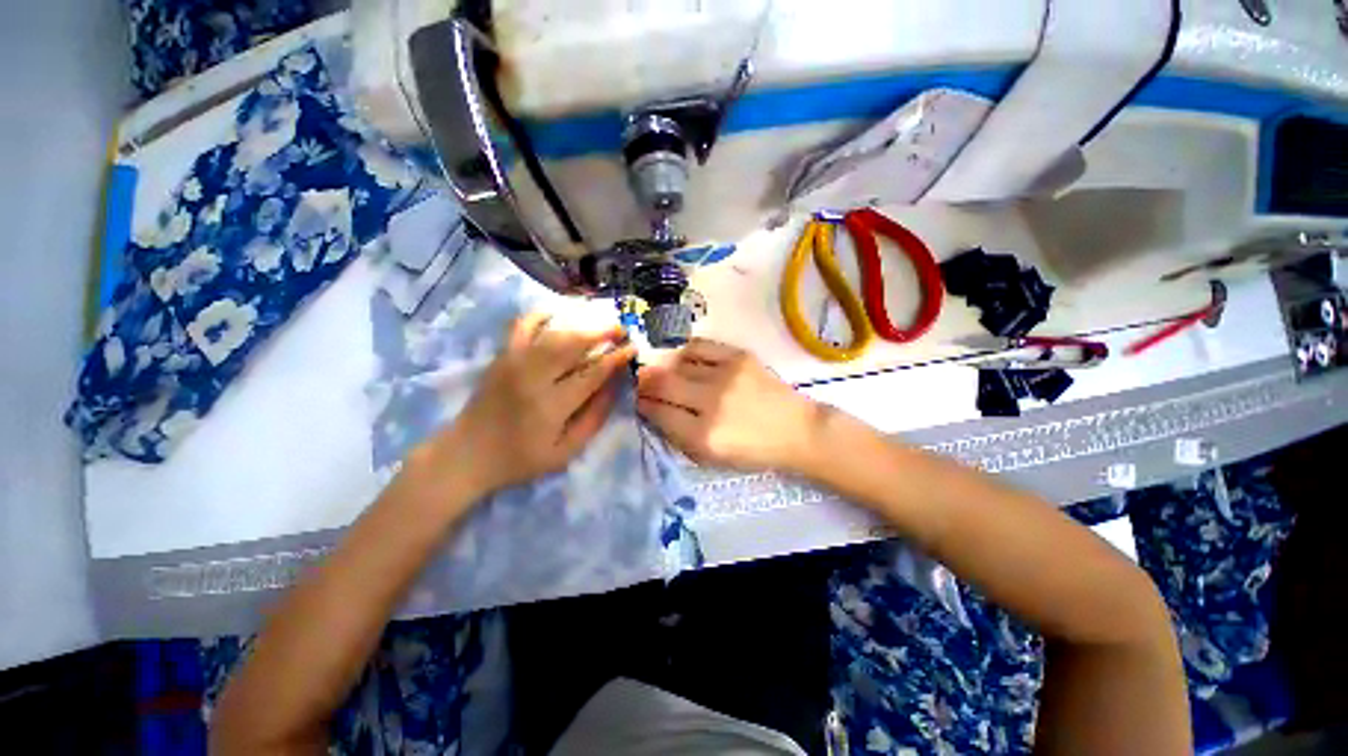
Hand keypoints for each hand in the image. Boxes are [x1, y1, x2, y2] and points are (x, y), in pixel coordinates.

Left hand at [424, 313, 636, 497]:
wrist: (467, 455)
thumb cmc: (521, 458)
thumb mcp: (565, 452)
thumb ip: (593, 419)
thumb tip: (614, 387)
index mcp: (552, 405)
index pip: (592, 373)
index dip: (616, 358)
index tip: (633, 348)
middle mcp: (533, 377)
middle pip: (573, 344)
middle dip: (602, 332)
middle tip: (621, 329)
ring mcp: (514, 363)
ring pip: (553, 333)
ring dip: (580, 324)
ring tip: (600, 322)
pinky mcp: (501, 357)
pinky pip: (521, 326)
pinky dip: (540, 314)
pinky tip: (557, 313)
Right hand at [636, 339, 824, 471]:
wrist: (796, 430)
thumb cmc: (753, 451)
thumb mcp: (711, 458)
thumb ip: (677, 436)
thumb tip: (652, 410)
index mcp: (703, 436)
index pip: (658, 413)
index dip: (642, 405)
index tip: (638, 401)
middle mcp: (711, 402)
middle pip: (662, 384)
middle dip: (644, 383)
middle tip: (641, 382)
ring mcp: (726, 375)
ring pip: (677, 364)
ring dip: (665, 368)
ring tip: (665, 371)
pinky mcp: (739, 357)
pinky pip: (699, 346)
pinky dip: (685, 352)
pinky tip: (684, 359)